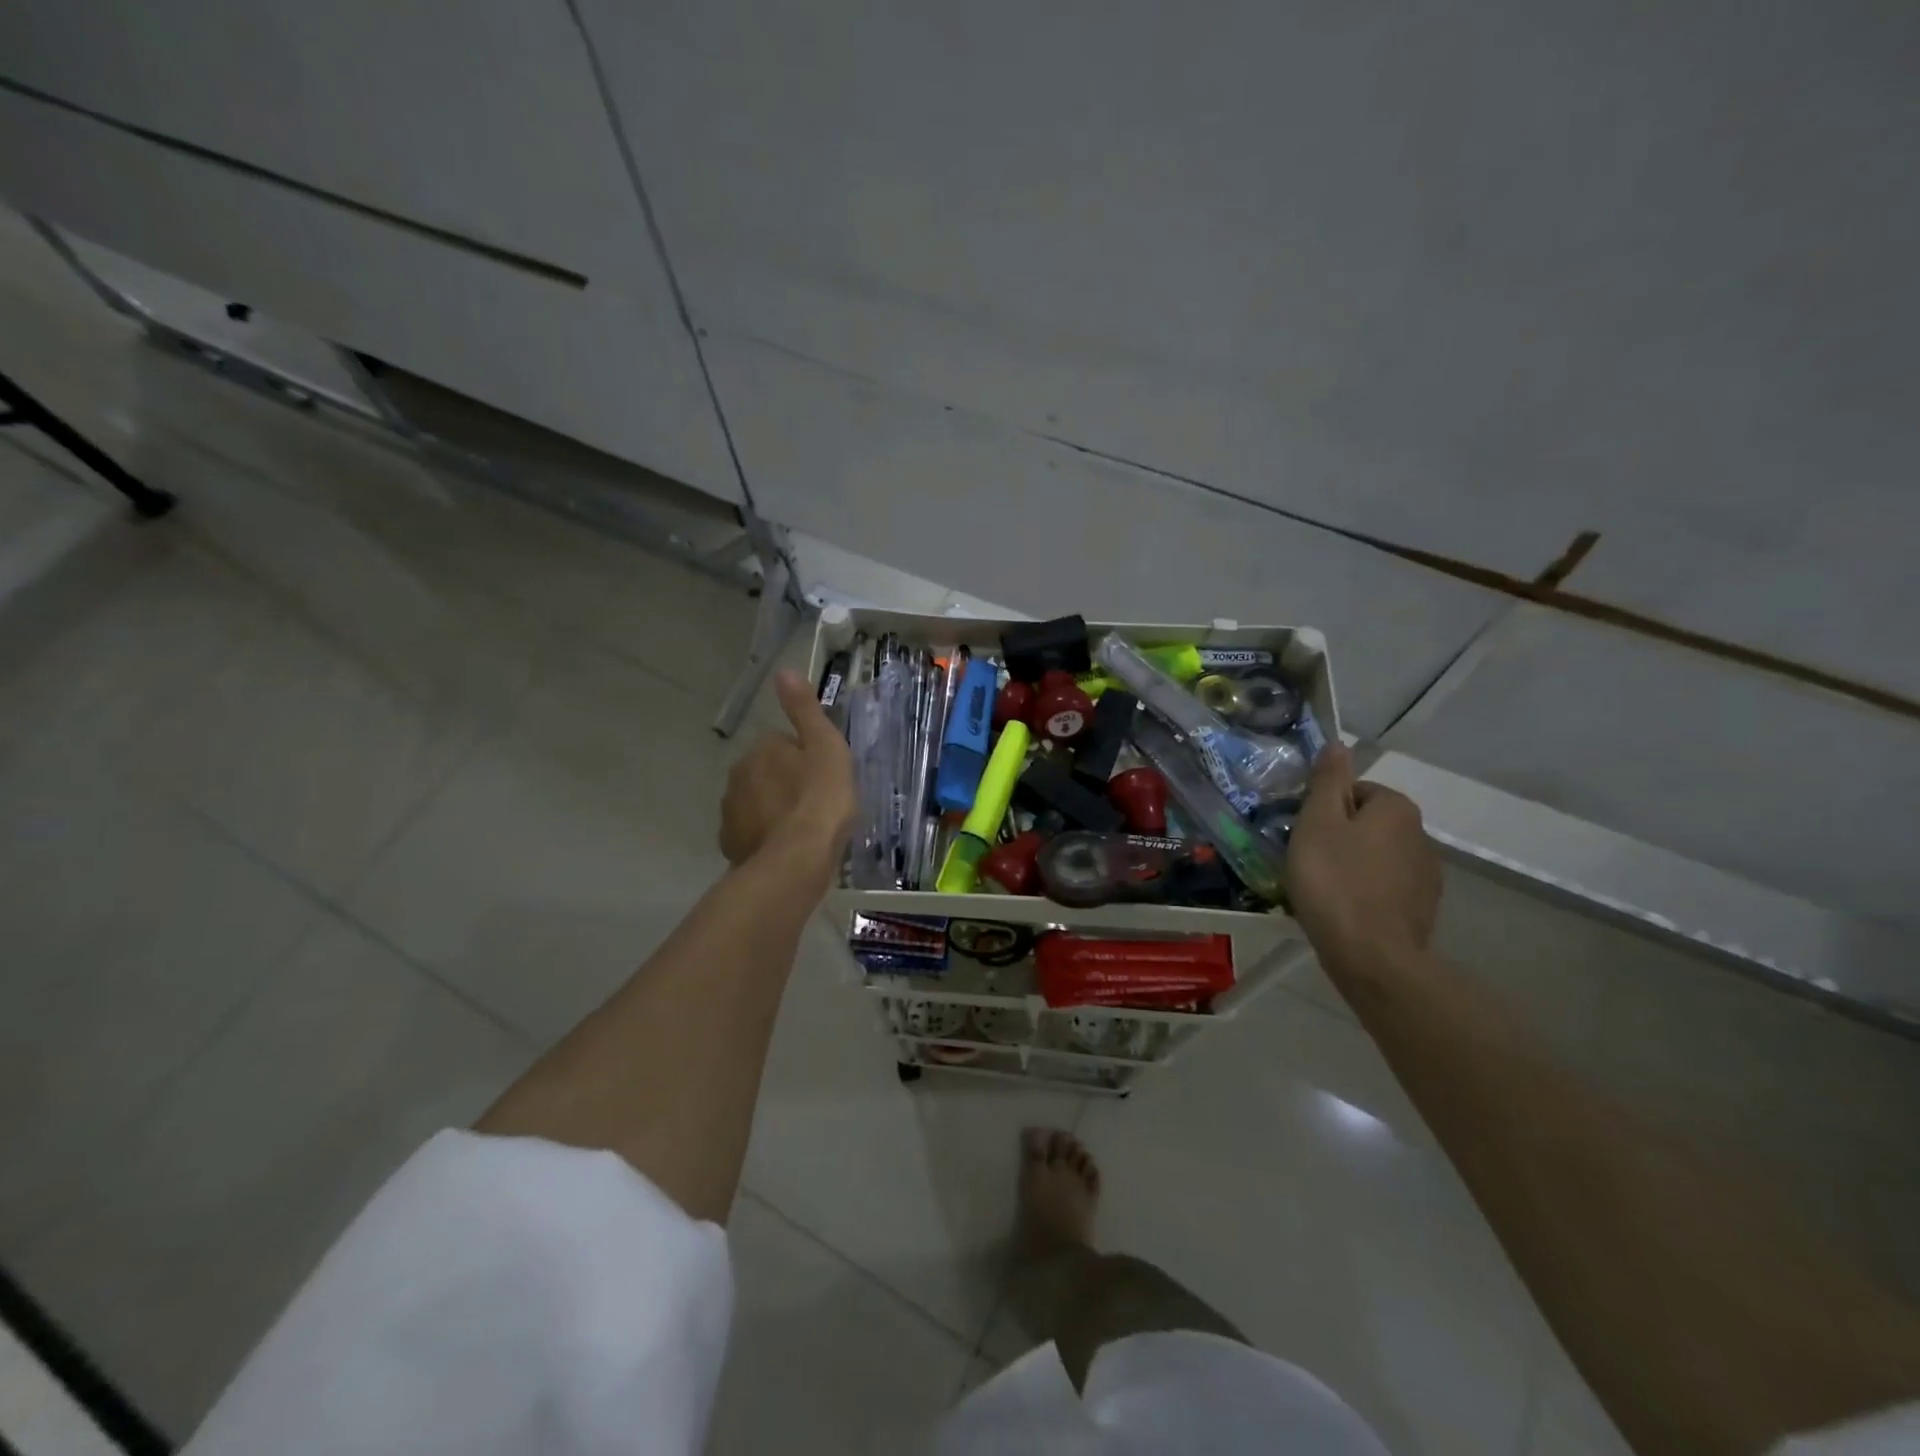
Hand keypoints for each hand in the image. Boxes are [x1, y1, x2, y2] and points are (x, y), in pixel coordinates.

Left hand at [719, 670, 855, 891]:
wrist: (797, 860)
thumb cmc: (821, 799)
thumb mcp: (826, 747)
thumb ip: (804, 710)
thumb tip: (784, 671)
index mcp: (762, 749)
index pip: (783, 744)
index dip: (806, 759)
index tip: (823, 778)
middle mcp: (738, 774)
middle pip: (766, 772)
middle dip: (785, 783)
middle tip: (815, 804)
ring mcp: (731, 811)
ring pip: (756, 802)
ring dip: (774, 810)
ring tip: (802, 830)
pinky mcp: (730, 844)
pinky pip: (750, 832)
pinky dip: (764, 836)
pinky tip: (785, 849)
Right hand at [1288, 743, 1440, 977]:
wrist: (1371, 956)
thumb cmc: (1334, 880)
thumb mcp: (1317, 822)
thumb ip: (1327, 781)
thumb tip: (1338, 744)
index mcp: (1396, 808)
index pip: (1355, 791)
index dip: (1324, 809)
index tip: (1304, 833)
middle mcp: (1420, 835)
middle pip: (1367, 823)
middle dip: (1339, 836)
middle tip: (1307, 860)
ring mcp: (1426, 875)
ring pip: (1377, 856)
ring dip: (1353, 865)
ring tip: (1323, 889)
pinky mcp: (1422, 909)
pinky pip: (1385, 888)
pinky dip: (1365, 892)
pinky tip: (1344, 910)